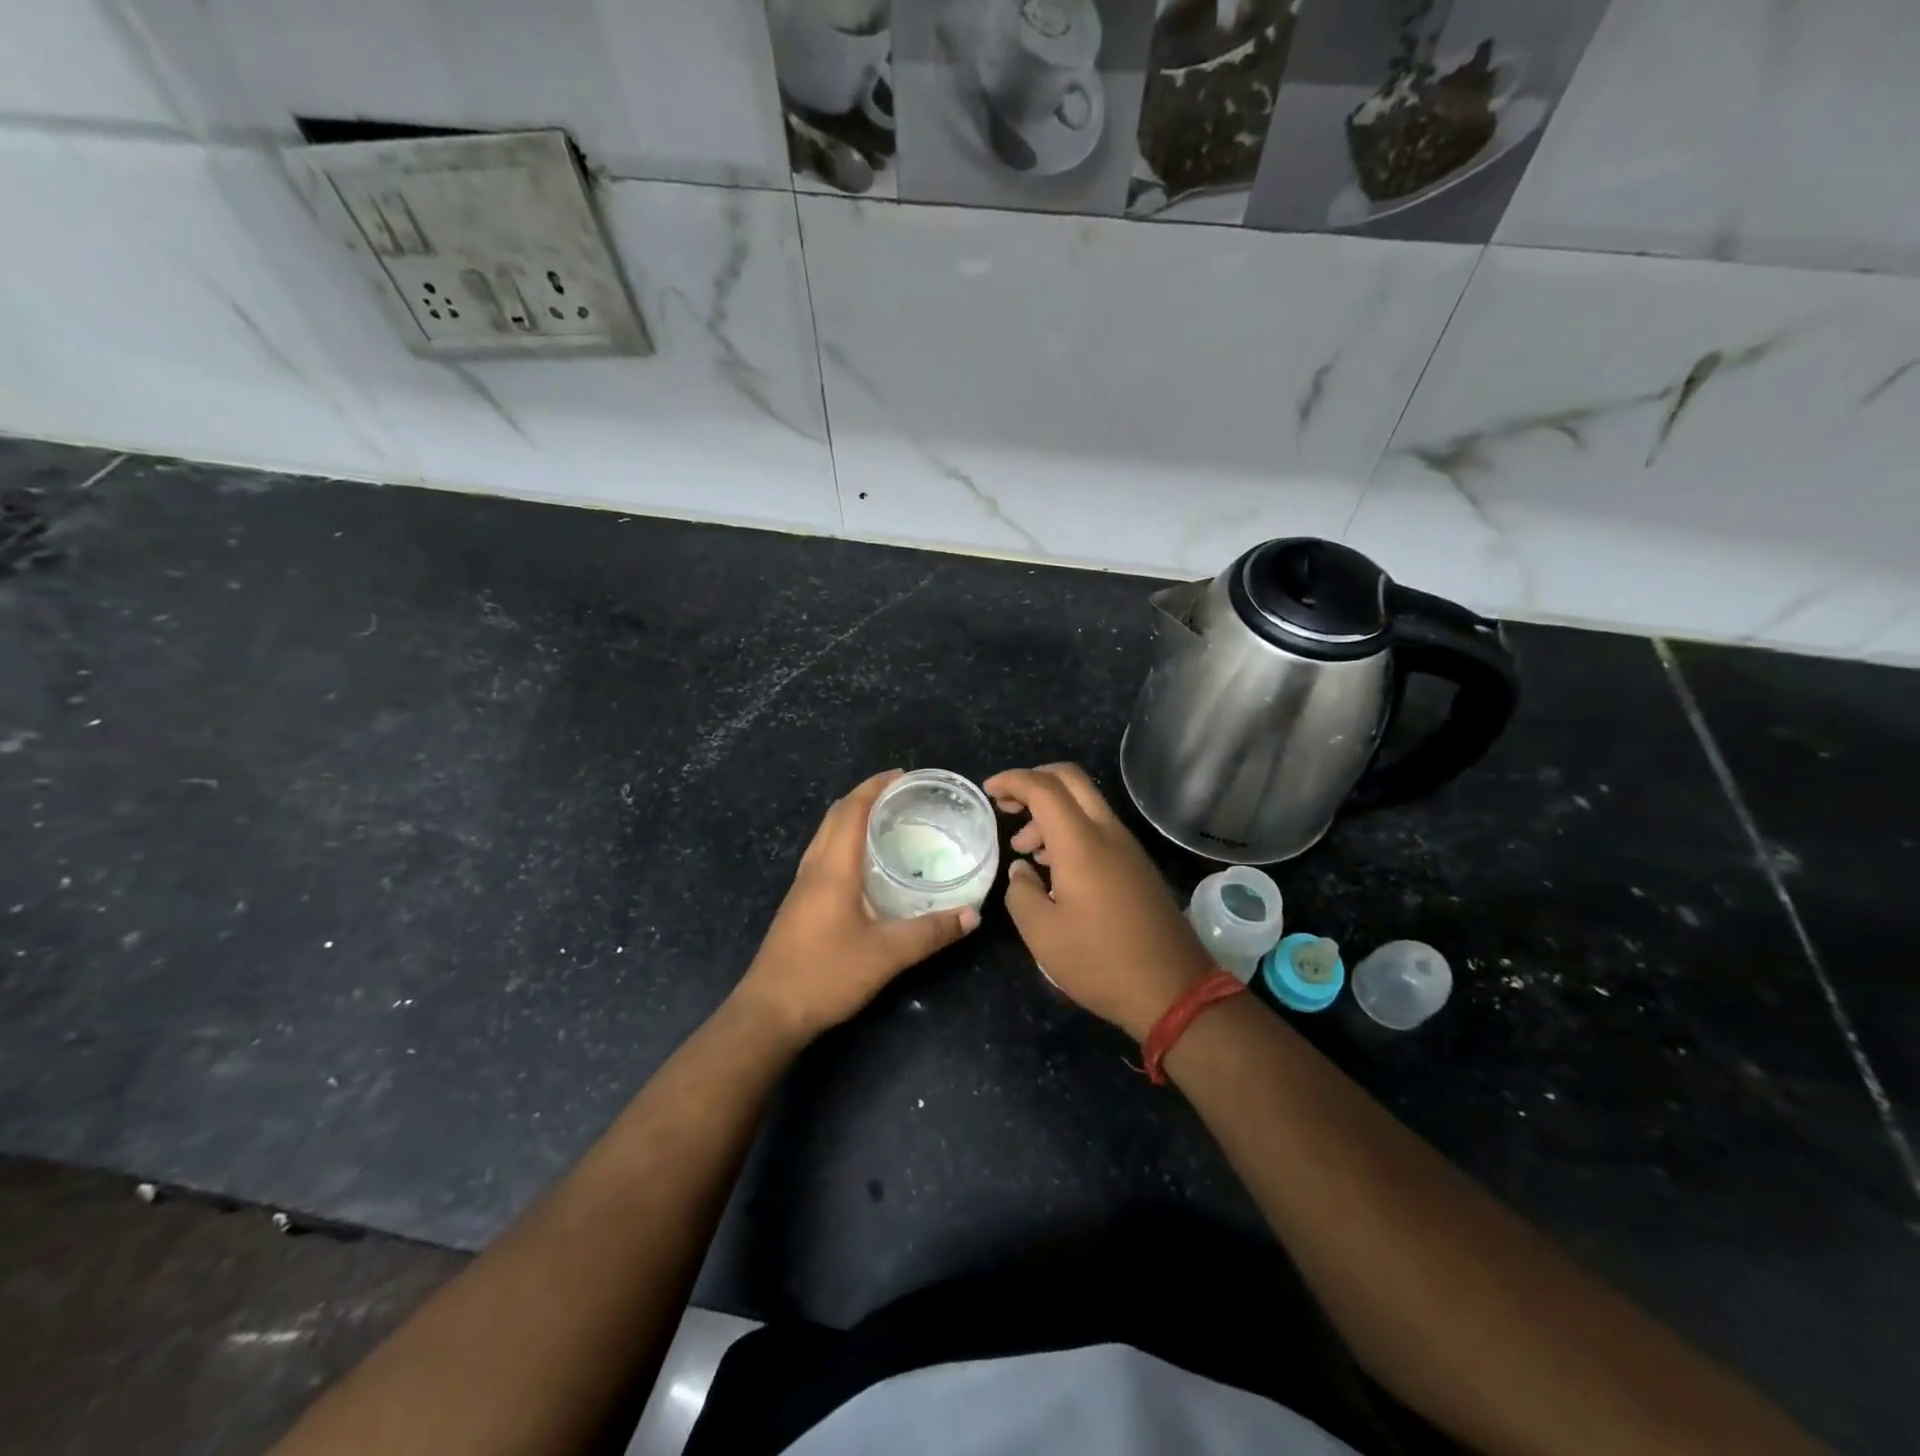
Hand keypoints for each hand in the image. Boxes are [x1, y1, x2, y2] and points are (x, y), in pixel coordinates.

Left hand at [734, 770, 979, 1043]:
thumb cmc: (825, 975)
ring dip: (852, 818)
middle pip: (835, 816)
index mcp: (833, 869)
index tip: (902, 775)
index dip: (874, 787)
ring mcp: (802, 886)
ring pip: (826, 835)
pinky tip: (865, 864)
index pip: (851, 810)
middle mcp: (814, 868)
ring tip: (886, 820)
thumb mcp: (886, 955)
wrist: (769, 1013)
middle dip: (865, 797)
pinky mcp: (799, 904)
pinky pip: (823, 855)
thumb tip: (973, 913)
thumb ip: (931, 932)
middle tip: (901, 795)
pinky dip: (845, 841)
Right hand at [985, 764, 1212, 1042]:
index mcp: (1081, 843)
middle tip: (1007, 805)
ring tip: (1025, 848)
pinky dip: (1070, 829)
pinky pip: (1099, 827)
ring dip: (1051, 811)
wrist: (1173, 990)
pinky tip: (1054, 865)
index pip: (1043, 787)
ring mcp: (1128, 847)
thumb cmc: (1100, 962)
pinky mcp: (1137, 865)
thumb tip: (1021, 870)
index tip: (988, 792)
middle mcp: (1107, 833)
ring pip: (1085, 803)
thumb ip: (1021, 892)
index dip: (1012, 780)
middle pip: (1070, 779)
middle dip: (1034, 781)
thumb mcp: (1042, 933)